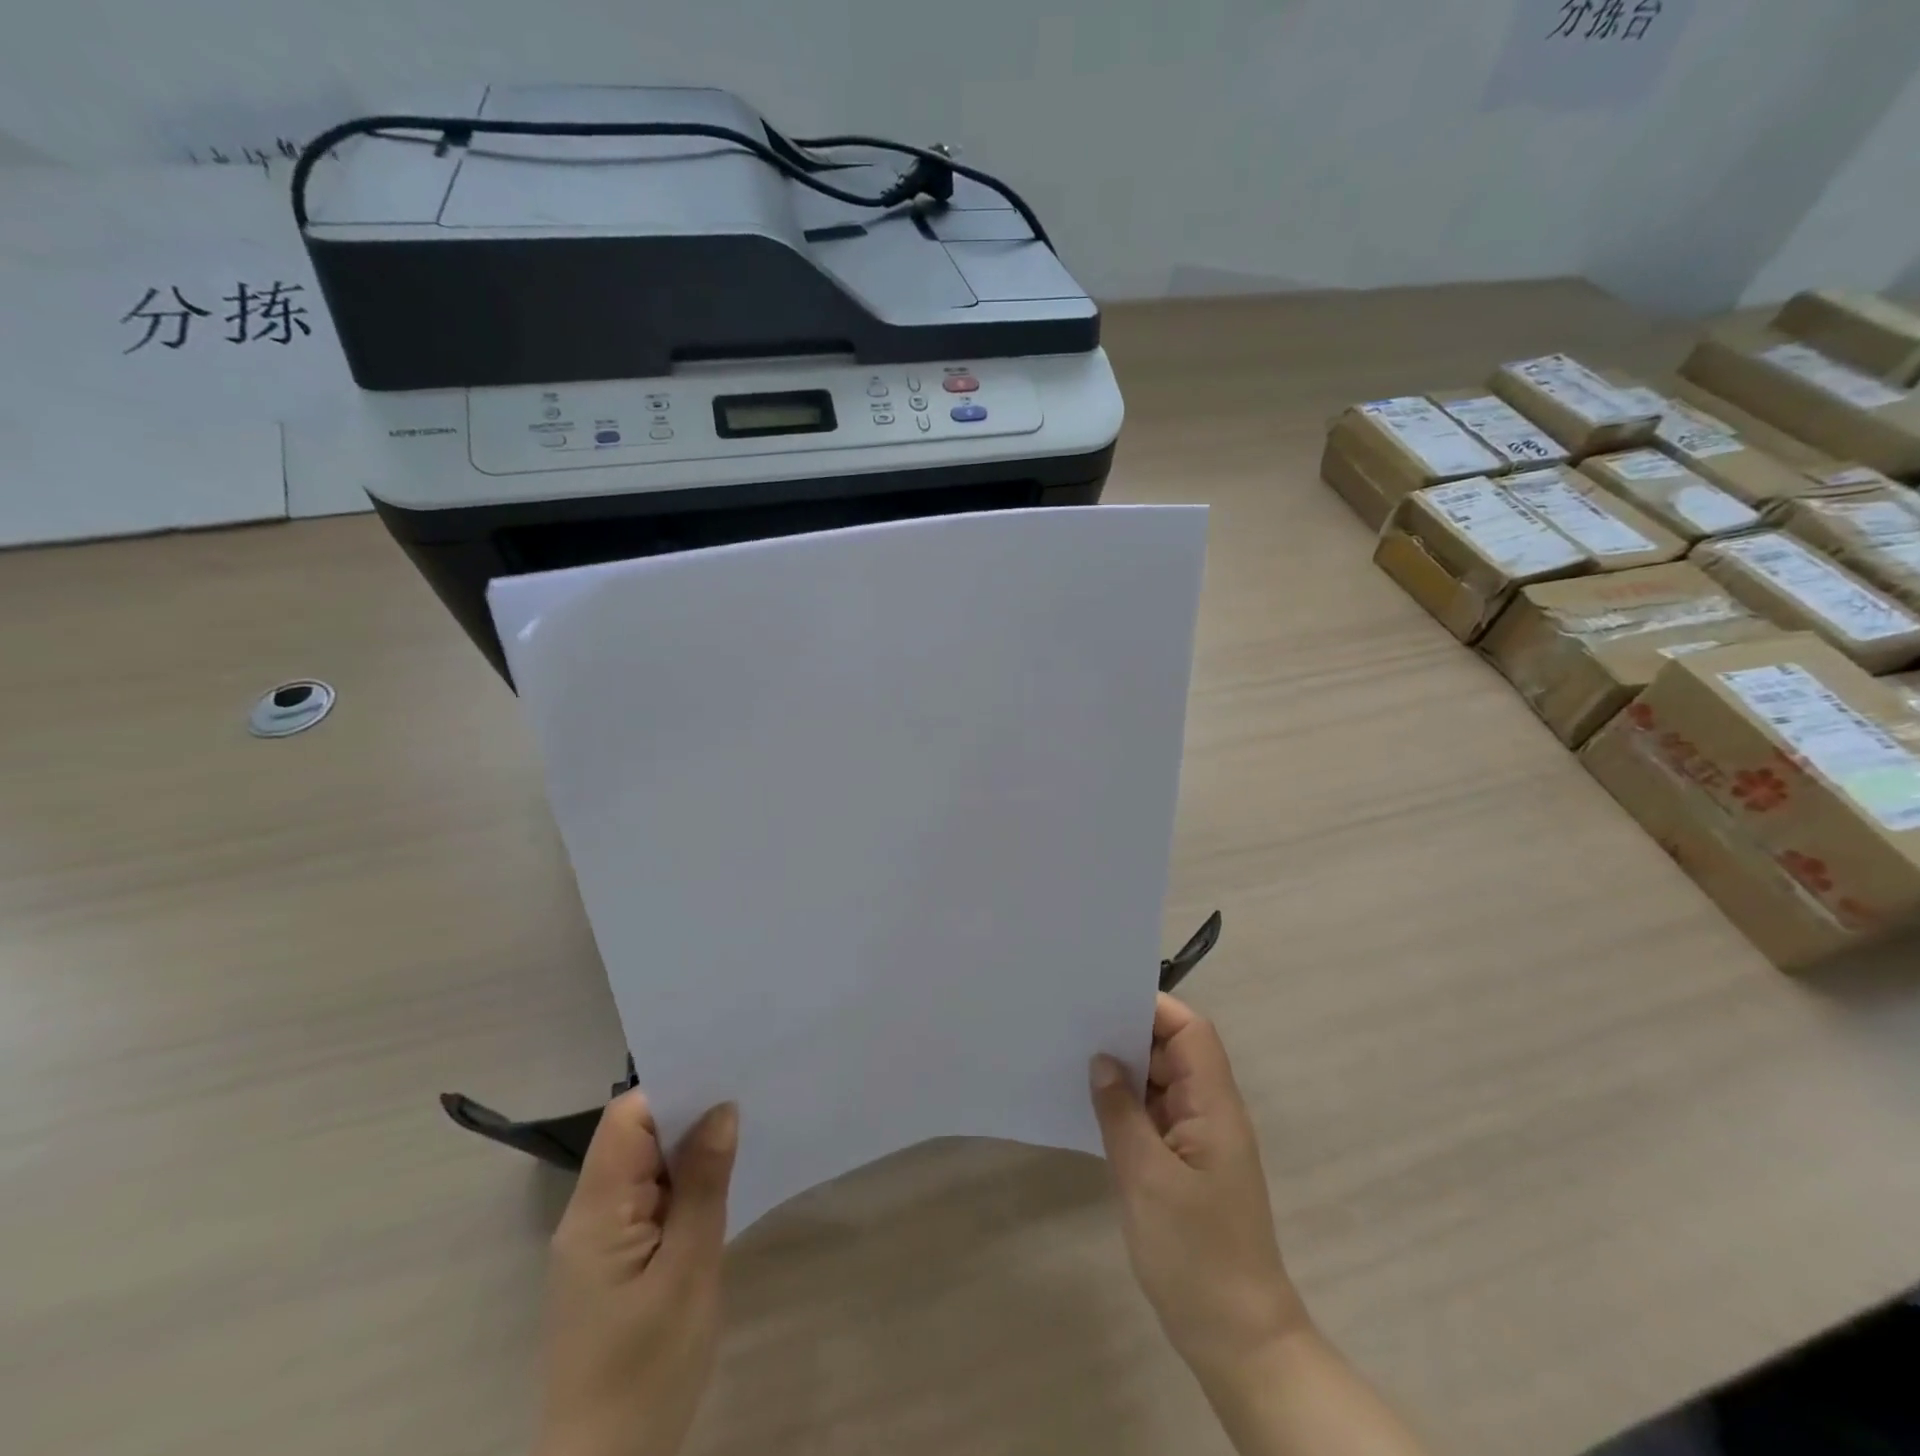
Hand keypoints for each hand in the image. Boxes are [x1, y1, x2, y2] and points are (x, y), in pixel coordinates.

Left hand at [538, 1092, 738, 1455]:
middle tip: (748, 1098)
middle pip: (635, 1138)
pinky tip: (721, 1188)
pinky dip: (684, 1188)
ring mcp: (599, 1243)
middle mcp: (588, 1216)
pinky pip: (649, 1202)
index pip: (626, 1120)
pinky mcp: (615, 1265)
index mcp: (595, 1211)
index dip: (672, 1091)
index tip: (724, 1077)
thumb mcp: (689, 1271)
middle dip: (689, 1116)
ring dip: (689, 1153)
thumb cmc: (647, 1370)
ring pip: (645, 1170)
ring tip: (745, 1133)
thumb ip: (704, 1184)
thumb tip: (722, 1109)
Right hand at [1090, 994, 1308, 1384]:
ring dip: (1125, 1071)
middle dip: (1130, 1034)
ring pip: (1161, 1083)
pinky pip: (1154, 1116)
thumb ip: (1121, 1112)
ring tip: (1075, 1055)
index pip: (1191, 1032)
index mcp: (1214, 1105)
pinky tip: (1091, 1104)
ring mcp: (1198, 1140)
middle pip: (1174, 1051)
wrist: (1236, 1338)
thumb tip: (1101, 1060)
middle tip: (1077, 1024)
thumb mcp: (1146, 1177)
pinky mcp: (1184, 1165)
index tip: (1106, 1000)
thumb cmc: (1195, 1253)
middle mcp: (1210, 1112)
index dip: (1154, 1008)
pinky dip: (1126, 1105)